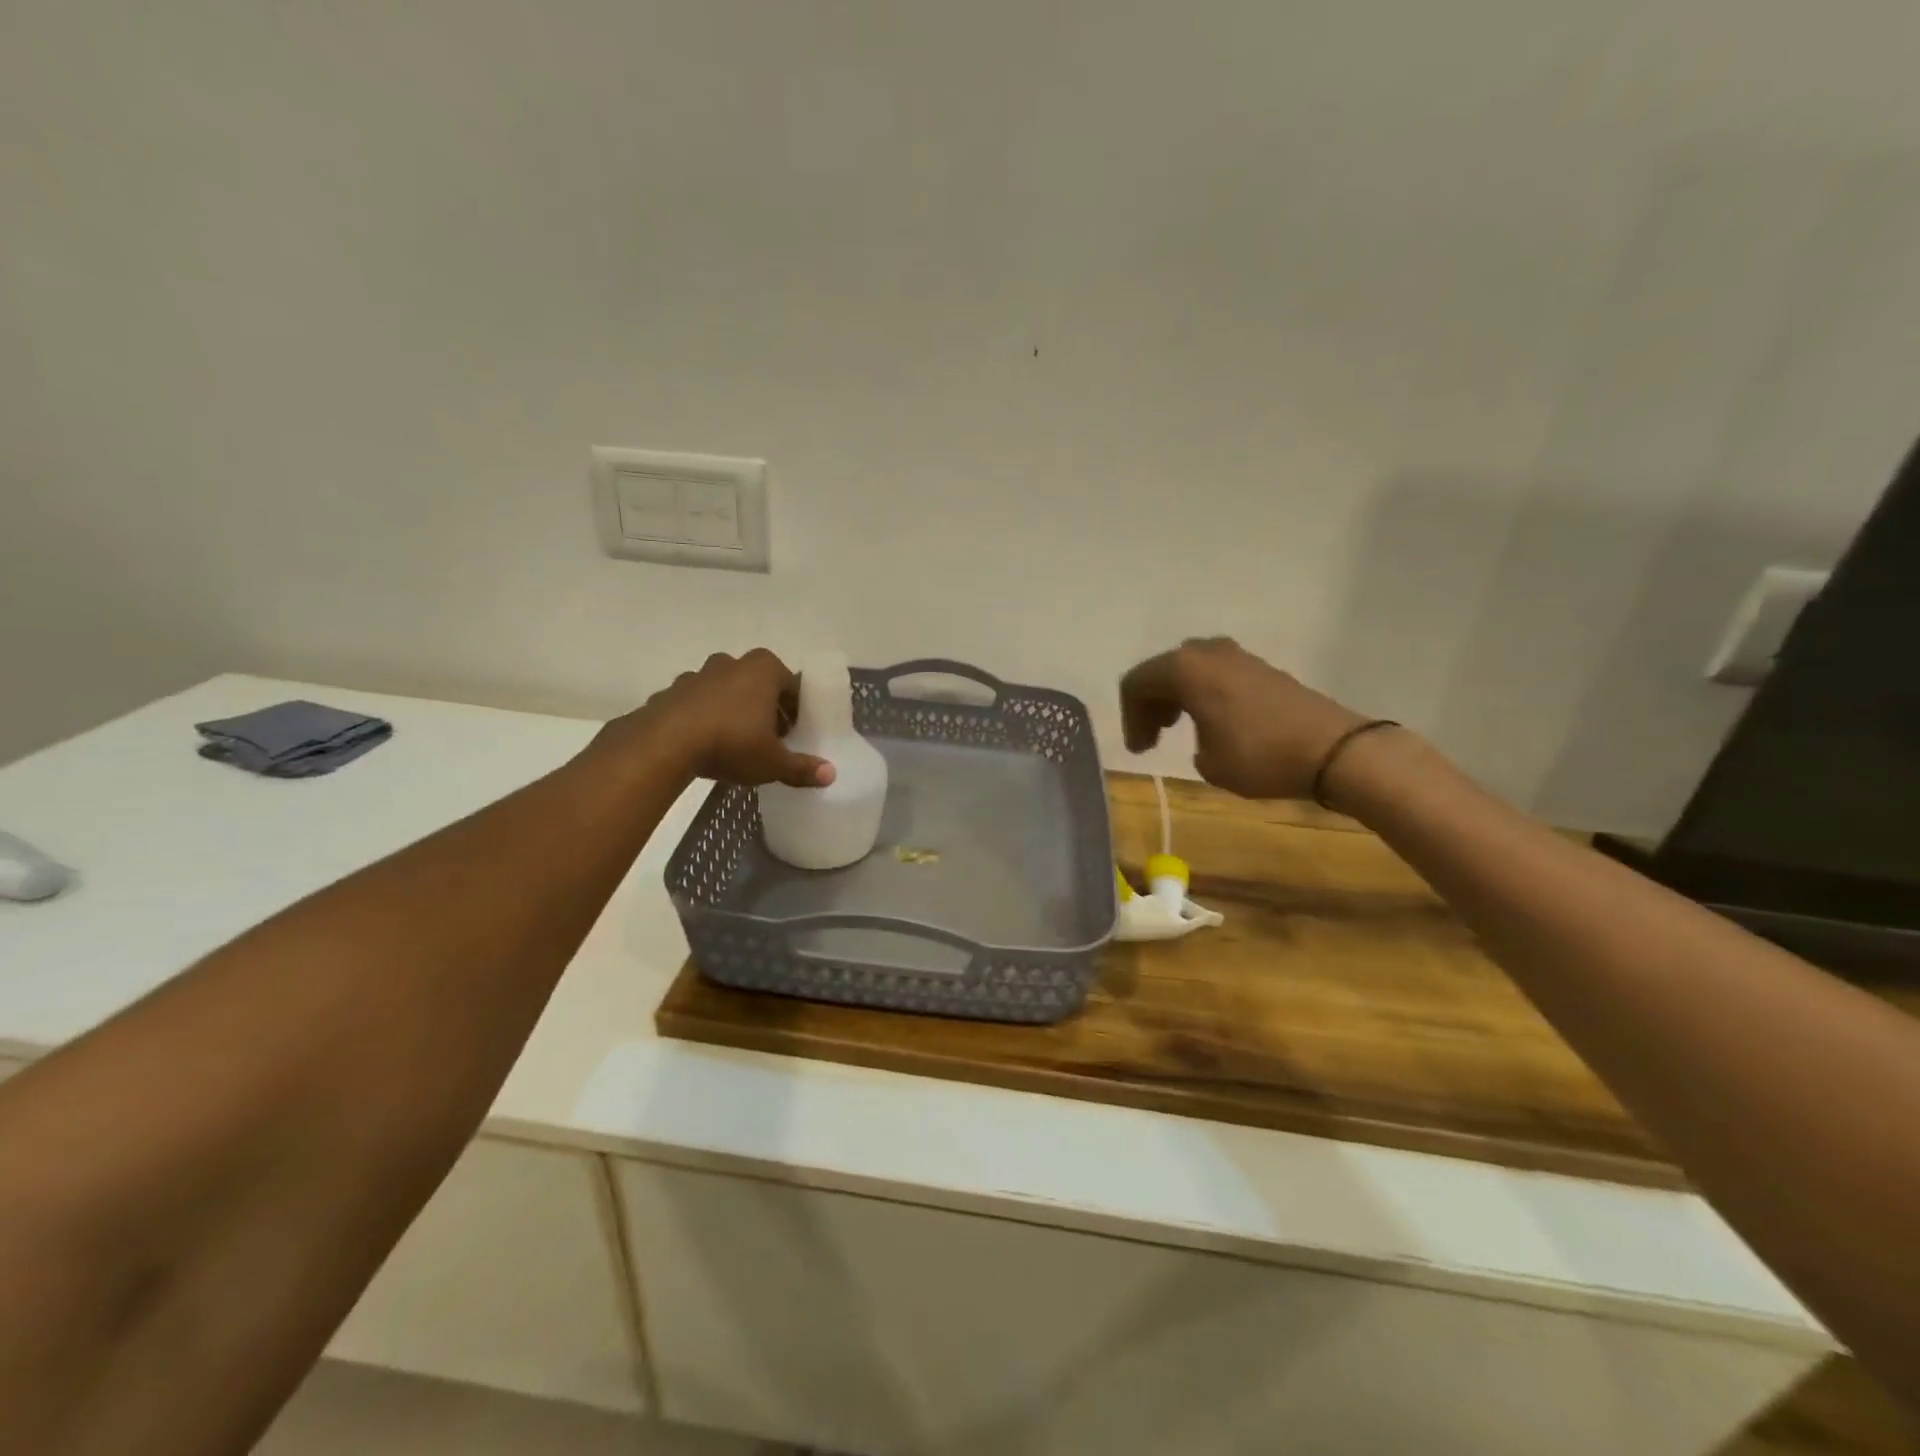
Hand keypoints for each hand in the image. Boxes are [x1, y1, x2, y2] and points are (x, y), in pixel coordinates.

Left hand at [607, 649, 835, 788]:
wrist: (664, 744)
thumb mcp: (773, 762)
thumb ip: (802, 768)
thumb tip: (831, 775)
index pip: (792, 685)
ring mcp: (698, 674)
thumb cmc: (731, 743)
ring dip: (733, 710)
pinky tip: (705, 744)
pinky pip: (696, 703)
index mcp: (764, 670)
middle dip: (765, 707)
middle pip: (758, 684)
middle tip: (769, 738)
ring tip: (735, 742)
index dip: (796, 709)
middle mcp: (732, 663)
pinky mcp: (671, 691)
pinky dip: (704, 718)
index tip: (795, 733)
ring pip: (725, 690)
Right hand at [1119, 637, 1367, 800]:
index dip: (1131, 718)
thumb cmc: (1259, 756)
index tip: (1141, 751)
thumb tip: (1203, 735)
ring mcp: (1238, 656)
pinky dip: (1203, 693)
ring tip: (1177, 727)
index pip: (1137, 684)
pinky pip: (1216, 673)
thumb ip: (1191, 741)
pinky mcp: (1262, 668)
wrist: (1333, 750)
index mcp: (1184, 669)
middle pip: (1162, 670)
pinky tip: (1211, 720)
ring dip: (1177, 696)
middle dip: (1151, 703)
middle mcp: (1207, 652)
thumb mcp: (1208, 762)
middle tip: (1152, 737)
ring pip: (1190, 669)